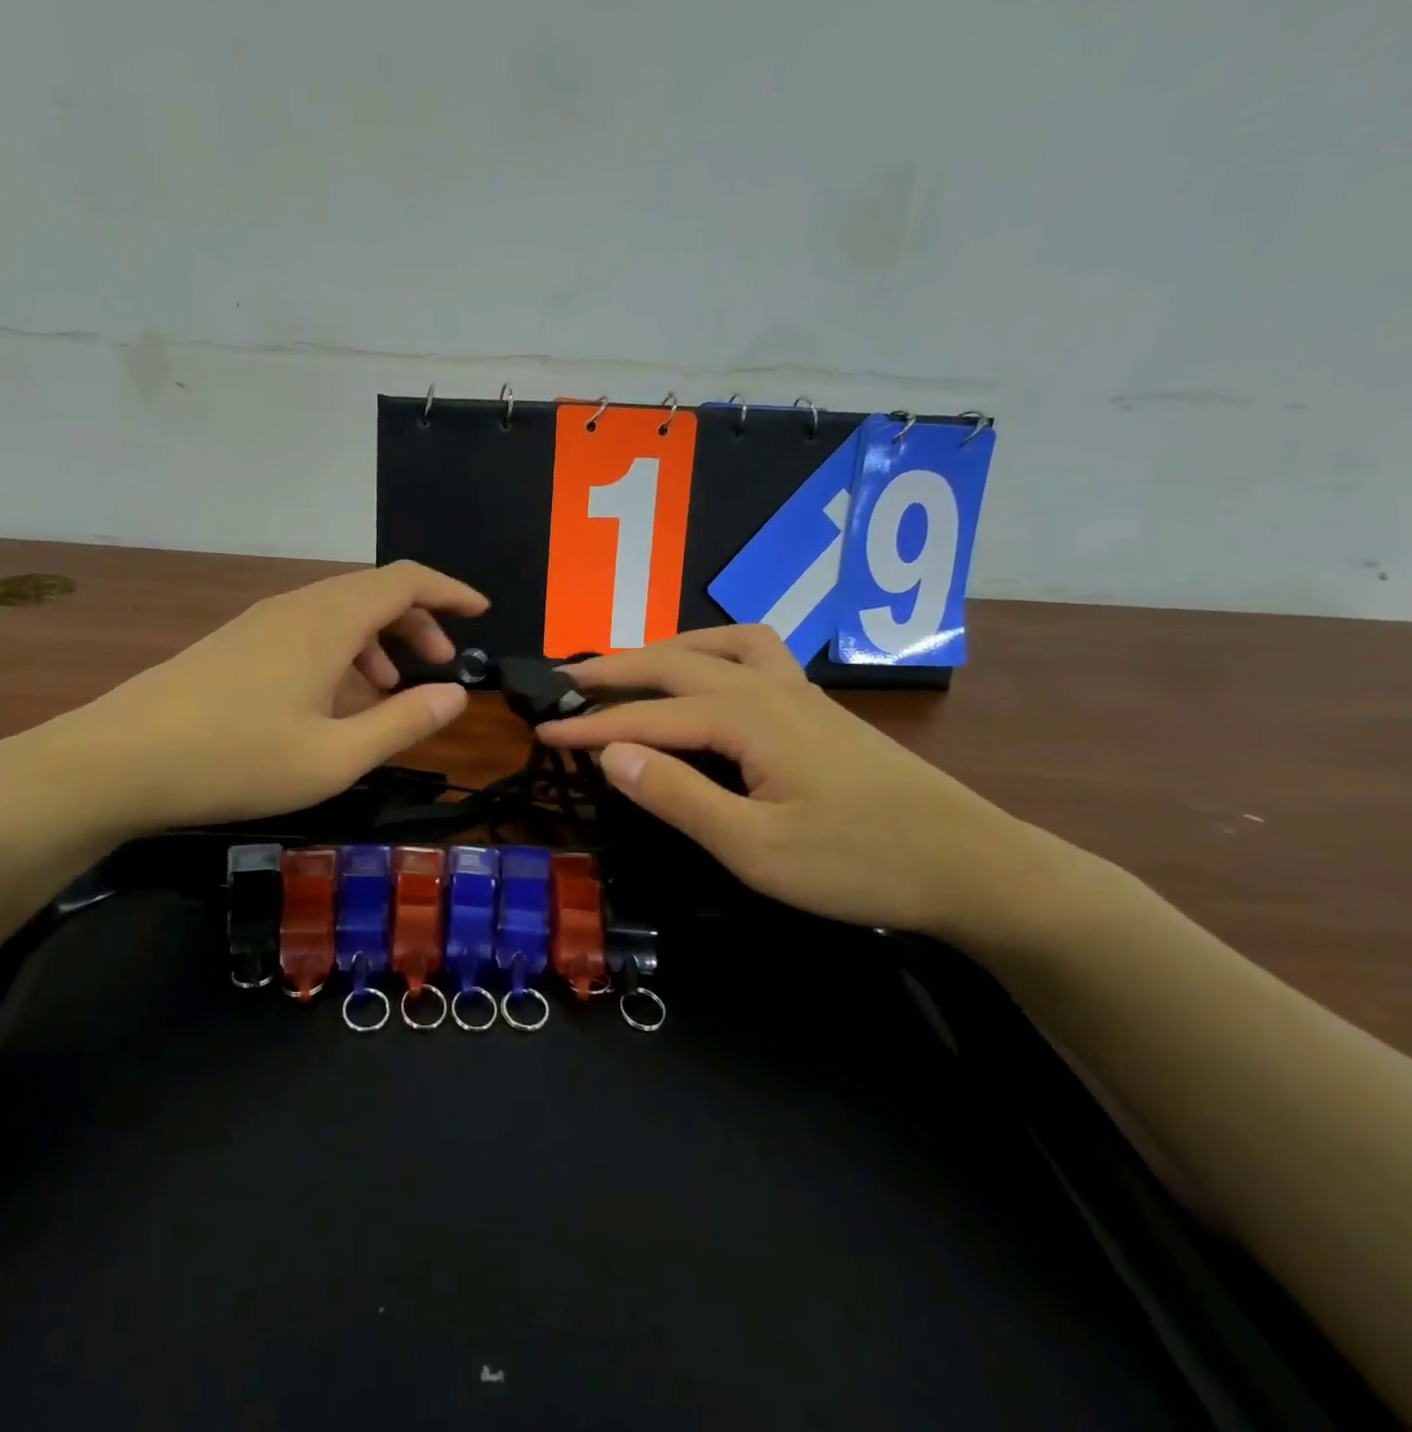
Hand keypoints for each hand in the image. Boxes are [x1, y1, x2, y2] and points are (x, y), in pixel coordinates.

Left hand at [12, 562, 486, 841]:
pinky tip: (334, 699)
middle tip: (440, 666)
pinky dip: (340, 652)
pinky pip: (306, 631)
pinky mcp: (234, 644)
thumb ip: (402, 723)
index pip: (404, 580)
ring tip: (392, 688)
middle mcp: (295, 607)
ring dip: (377, 640)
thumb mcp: (335, 757)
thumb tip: (456, 694)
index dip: (449, 590)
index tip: (482, 612)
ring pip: (337, 612)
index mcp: (326, 622)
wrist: (118, 762)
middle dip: (418, 622)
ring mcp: (258, 623)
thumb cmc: (237, 761)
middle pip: (372, 592)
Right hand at [537, 625, 1036, 937]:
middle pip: (673, 662)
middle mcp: (767, 688)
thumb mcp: (755, 849)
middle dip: (612, 671)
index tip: (540, 730)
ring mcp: (797, 692)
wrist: (970, 865)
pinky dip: (713, 648)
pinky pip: (753, 653)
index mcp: (745, 719)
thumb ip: (679, 796)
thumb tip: (611, 755)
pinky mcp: (815, 707)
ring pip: (716, 645)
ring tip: (628, 667)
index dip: (589, 725)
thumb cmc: (859, 863)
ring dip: (662, 649)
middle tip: (563, 681)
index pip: (646, 717)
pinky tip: (708, 672)